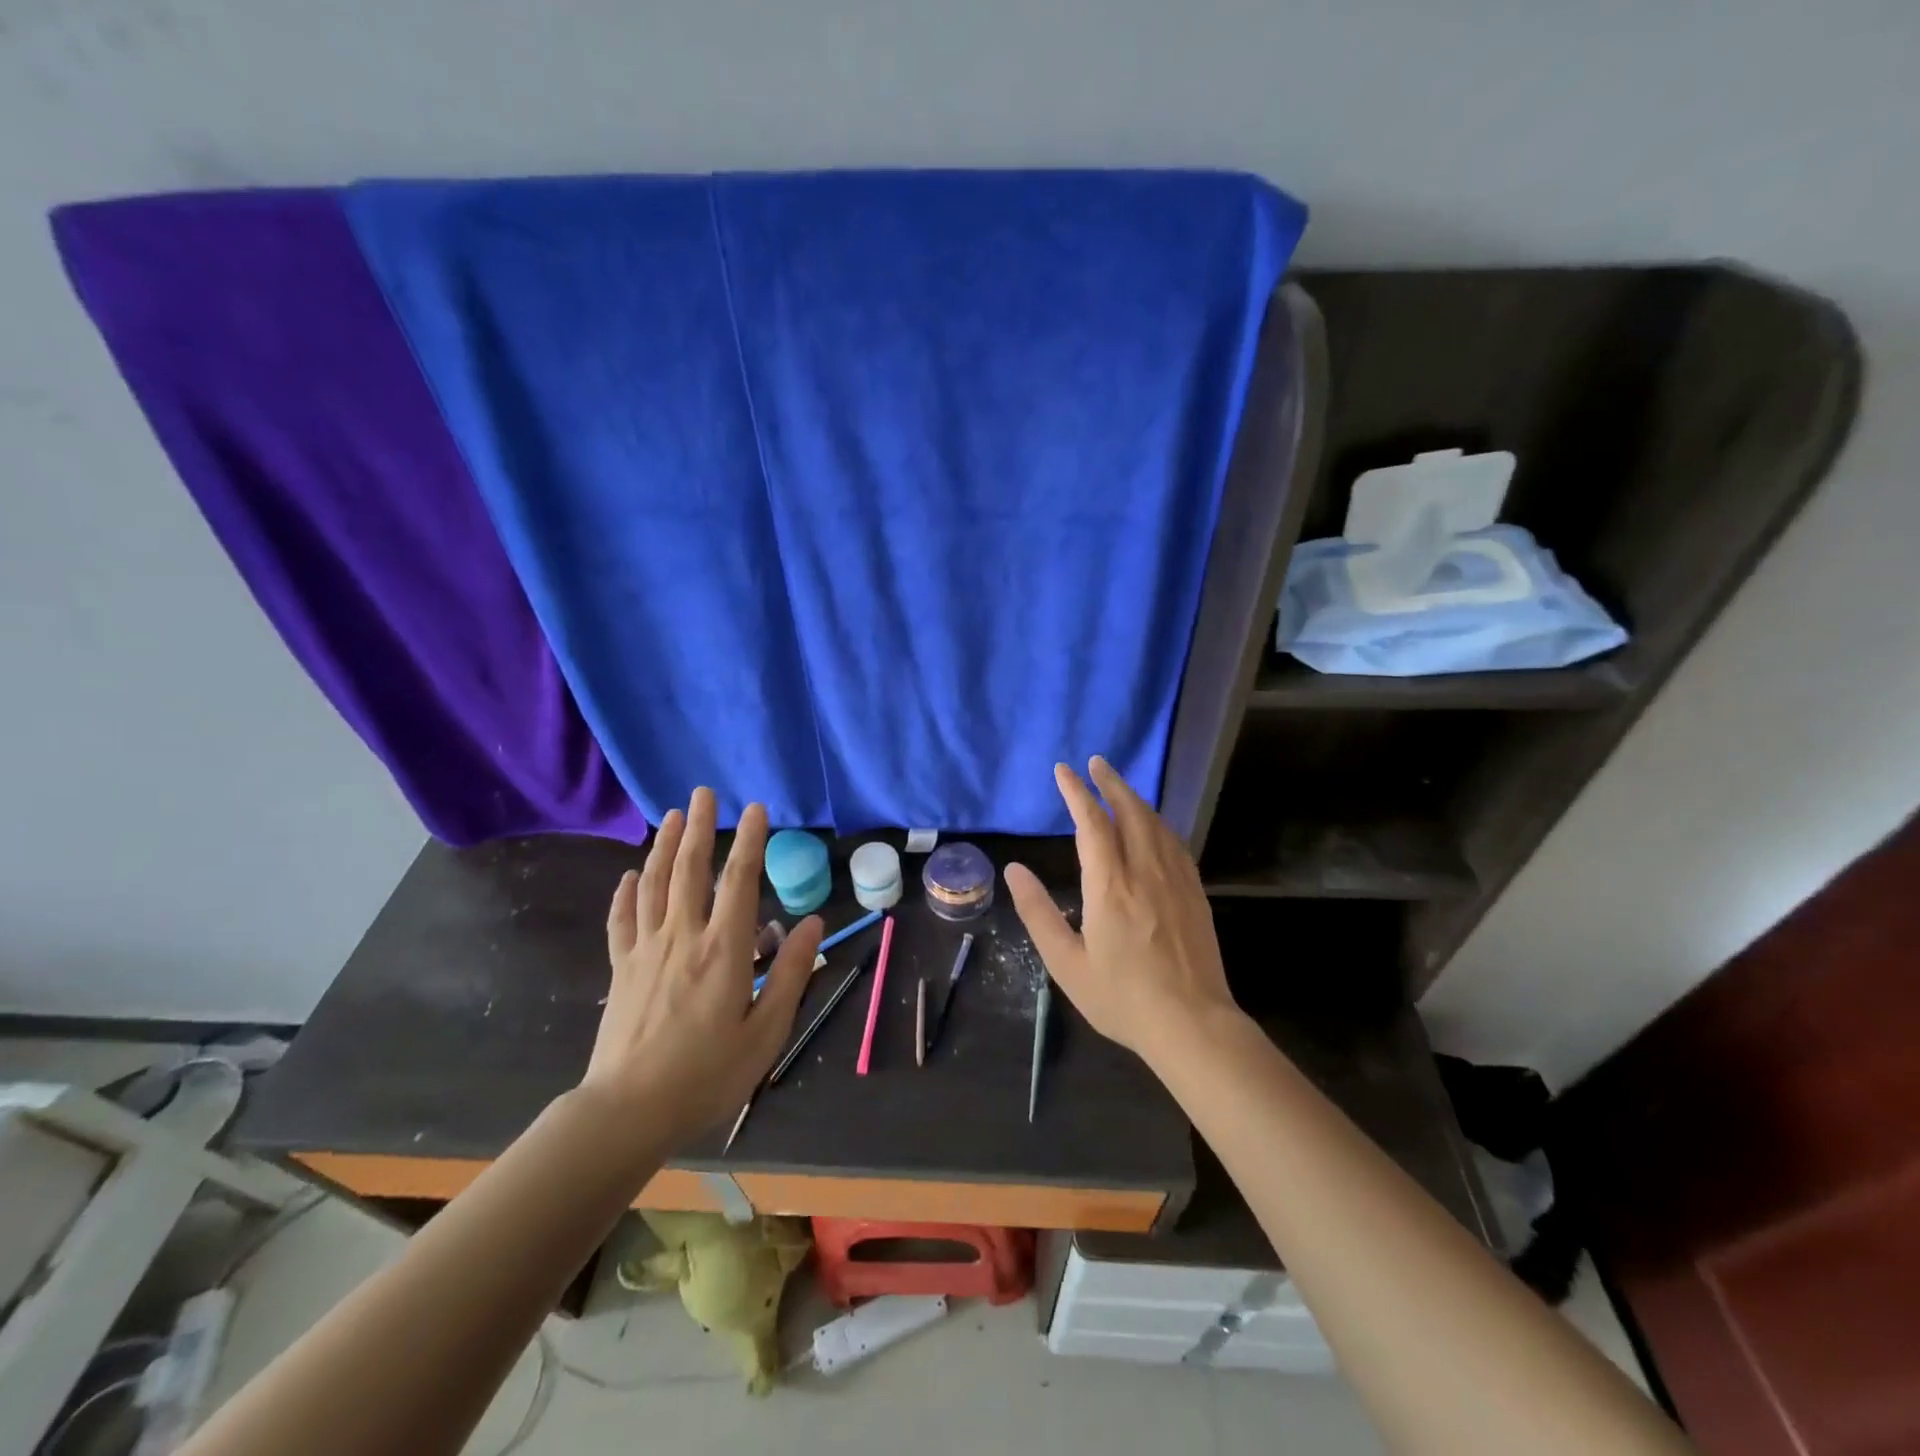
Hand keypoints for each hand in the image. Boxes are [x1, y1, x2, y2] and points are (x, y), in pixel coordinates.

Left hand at [581, 788, 822, 1148]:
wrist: (627, 1112)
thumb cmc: (707, 1074)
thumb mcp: (767, 1031)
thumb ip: (790, 972)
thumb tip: (814, 921)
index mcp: (723, 950)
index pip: (739, 880)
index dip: (749, 840)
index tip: (755, 808)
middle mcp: (683, 937)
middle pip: (690, 870)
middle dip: (699, 827)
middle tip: (702, 793)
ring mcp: (646, 951)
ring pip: (654, 885)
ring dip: (664, 847)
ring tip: (671, 817)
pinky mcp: (622, 970)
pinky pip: (622, 921)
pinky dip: (626, 894)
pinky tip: (629, 876)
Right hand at [1006, 757, 1237, 1064]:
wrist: (1193, 1024)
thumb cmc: (1122, 998)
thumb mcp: (1066, 963)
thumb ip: (1038, 912)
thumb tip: (1015, 870)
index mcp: (1110, 886)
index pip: (1091, 823)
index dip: (1076, 792)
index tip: (1064, 770)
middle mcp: (1145, 872)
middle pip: (1129, 811)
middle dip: (1110, 783)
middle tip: (1096, 762)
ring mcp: (1176, 880)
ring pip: (1155, 823)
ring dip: (1135, 798)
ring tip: (1119, 786)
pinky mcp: (1195, 892)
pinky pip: (1175, 843)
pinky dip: (1158, 822)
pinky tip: (1154, 825)